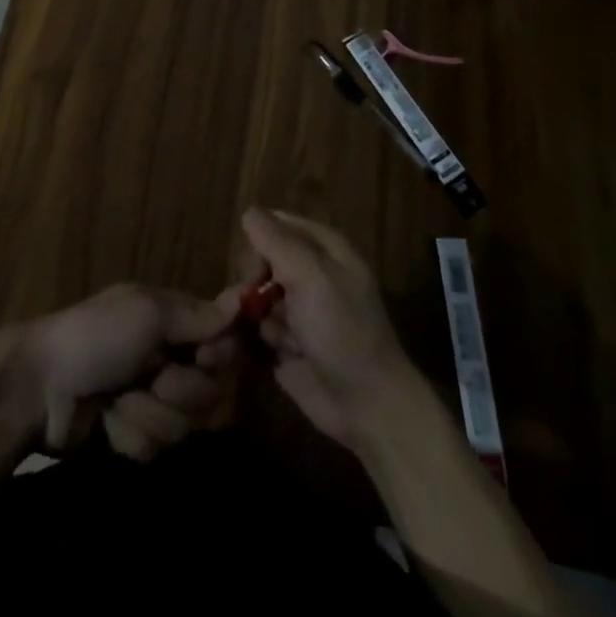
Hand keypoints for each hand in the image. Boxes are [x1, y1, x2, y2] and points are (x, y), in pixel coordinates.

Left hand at [20, 283, 241, 459]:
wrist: (39, 387)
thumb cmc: (95, 336)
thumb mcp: (146, 313)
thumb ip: (197, 315)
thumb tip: (243, 298)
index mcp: (171, 320)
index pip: (223, 342)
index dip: (219, 356)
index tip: (204, 357)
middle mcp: (167, 357)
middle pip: (210, 390)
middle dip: (181, 391)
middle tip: (151, 378)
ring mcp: (150, 399)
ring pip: (184, 425)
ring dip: (149, 414)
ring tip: (117, 401)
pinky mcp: (133, 435)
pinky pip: (155, 447)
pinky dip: (130, 434)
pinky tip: (106, 422)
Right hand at [240, 208, 417, 451]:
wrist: (366, 404)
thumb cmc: (342, 330)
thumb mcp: (311, 276)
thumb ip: (277, 241)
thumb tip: (249, 212)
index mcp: (325, 249)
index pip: (278, 224)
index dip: (260, 239)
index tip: (254, 265)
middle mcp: (312, 273)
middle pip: (263, 258)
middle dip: (253, 279)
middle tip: (253, 300)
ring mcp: (300, 308)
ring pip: (257, 293)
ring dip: (256, 312)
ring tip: (274, 334)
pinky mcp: (288, 341)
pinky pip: (260, 326)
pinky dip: (263, 337)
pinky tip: (279, 352)